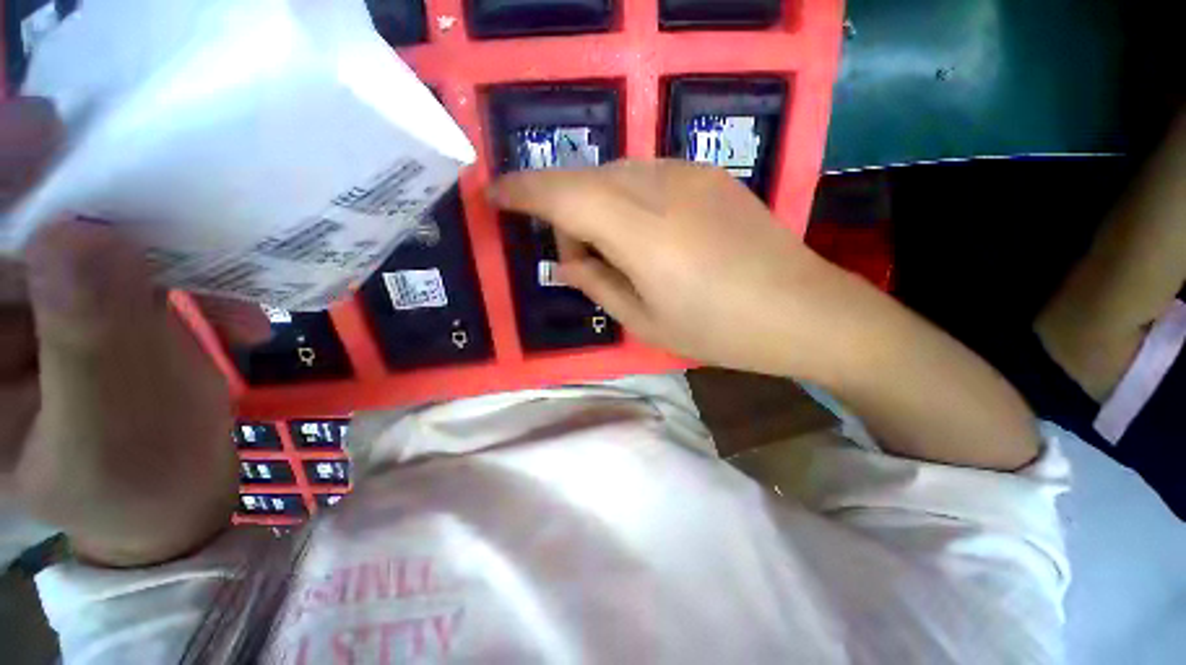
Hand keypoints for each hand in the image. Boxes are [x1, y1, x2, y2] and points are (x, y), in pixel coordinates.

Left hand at [0, 98, 268, 565]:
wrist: (178, 494)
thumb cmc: (142, 482)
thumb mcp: (114, 427)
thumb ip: (88, 340)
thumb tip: (80, 237)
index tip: (44, 133)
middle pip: (22, 225)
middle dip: (92, 211)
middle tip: (162, 204)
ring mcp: (46, 302)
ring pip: (84, 234)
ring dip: (162, 252)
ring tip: (228, 295)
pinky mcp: (99, 296)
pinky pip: (134, 259)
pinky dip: (188, 274)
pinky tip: (231, 310)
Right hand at [493, 160, 1039, 469]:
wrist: (804, 311)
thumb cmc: (721, 331)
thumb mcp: (645, 322)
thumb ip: (597, 284)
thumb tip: (567, 261)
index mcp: (643, 233)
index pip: (563, 193)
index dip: (522, 190)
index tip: (495, 195)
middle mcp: (662, 188)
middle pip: (586, 180)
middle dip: (565, 213)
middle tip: (581, 259)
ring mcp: (690, 174)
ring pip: (614, 174)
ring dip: (597, 207)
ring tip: (618, 252)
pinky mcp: (710, 175)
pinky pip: (645, 176)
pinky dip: (626, 200)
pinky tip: (648, 235)